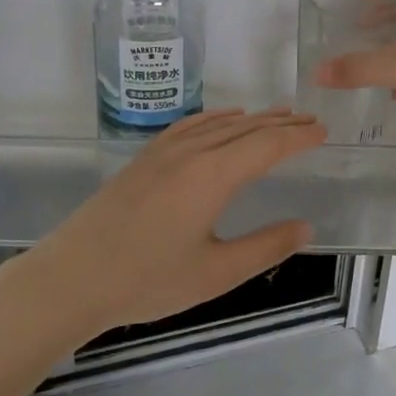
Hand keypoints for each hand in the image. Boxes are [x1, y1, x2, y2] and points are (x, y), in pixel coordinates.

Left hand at [32, 108, 327, 336]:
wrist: (72, 277)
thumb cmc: (147, 280)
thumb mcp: (215, 273)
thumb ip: (264, 247)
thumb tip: (305, 227)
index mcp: (213, 175)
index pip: (267, 146)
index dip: (298, 138)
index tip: (323, 131)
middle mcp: (191, 152)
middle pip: (246, 129)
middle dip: (281, 124)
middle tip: (310, 120)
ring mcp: (163, 152)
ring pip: (218, 124)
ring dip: (252, 119)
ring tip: (277, 115)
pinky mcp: (144, 159)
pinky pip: (189, 126)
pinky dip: (214, 118)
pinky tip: (223, 119)